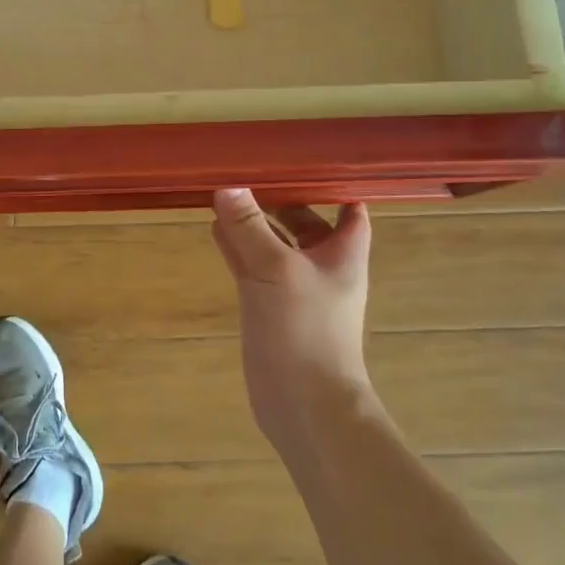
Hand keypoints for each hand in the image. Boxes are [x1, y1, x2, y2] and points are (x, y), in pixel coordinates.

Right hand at [211, 189, 373, 442]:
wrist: (305, 406)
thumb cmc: (305, 331)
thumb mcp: (275, 269)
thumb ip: (249, 228)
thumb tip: (227, 186)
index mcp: (343, 253)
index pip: (348, 208)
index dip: (331, 184)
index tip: (301, 159)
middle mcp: (322, 266)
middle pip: (305, 222)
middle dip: (280, 199)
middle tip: (248, 170)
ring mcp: (294, 288)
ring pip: (274, 244)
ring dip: (253, 222)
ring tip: (224, 193)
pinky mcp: (270, 308)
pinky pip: (253, 267)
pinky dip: (237, 248)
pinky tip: (215, 229)